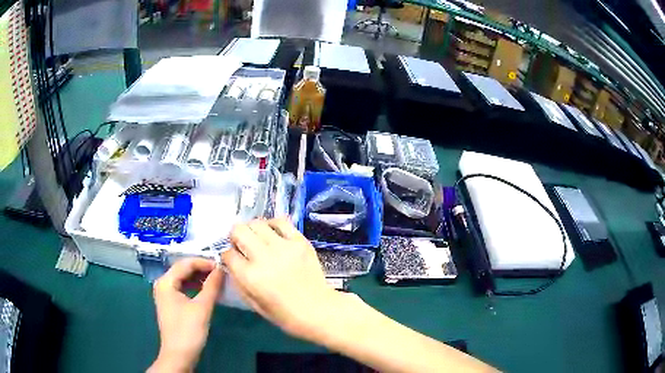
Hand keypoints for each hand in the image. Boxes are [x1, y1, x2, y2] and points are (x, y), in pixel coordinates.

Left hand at [149, 258, 223, 372]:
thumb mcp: (202, 307)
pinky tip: (206, 291)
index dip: (204, 262)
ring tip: (216, 280)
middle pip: (183, 269)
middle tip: (221, 272)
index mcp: (166, 282)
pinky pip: (183, 288)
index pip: (186, 263)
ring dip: (199, 278)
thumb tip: (221, 269)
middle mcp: (163, 284)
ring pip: (183, 279)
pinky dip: (195, 287)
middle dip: (202, 269)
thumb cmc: (188, 330)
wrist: (179, 355)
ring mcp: (165, 294)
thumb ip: (212, 286)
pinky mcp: (170, 303)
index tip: (222, 266)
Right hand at [223, 218, 343, 340]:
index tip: (233, 258)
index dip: (227, 255)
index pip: (228, 253)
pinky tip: (273, 234)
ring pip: (257, 223)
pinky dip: (273, 224)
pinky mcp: (300, 242)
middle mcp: (264, 257)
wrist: (318, 310)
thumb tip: (230, 262)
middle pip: (239, 230)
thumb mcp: (254, 304)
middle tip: (241, 244)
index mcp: (250, 277)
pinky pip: (281, 221)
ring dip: (252, 229)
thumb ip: (238, 280)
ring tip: (258, 239)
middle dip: (235, 236)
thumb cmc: (285, 314)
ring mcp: (284, 247)